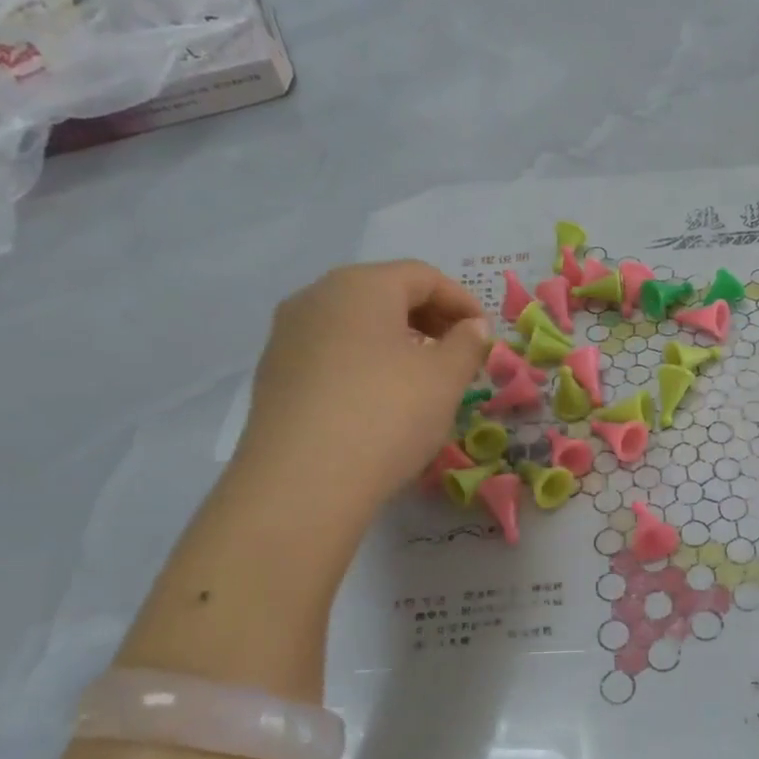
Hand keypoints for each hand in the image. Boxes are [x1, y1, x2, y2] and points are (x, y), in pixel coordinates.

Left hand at [232, 262, 488, 532]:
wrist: (302, 482)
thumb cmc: (387, 414)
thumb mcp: (445, 379)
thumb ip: (467, 344)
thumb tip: (473, 328)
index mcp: (361, 286)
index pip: (422, 276)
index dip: (462, 301)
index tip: (485, 335)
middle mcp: (316, 297)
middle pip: (383, 293)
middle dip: (428, 318)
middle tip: (458, 353)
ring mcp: (287, 336)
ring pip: (354, 324)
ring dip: (396, 341)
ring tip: (422, 378)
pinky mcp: (273, 375)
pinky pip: (330, 353)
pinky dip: (364, 363)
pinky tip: (379, 400)